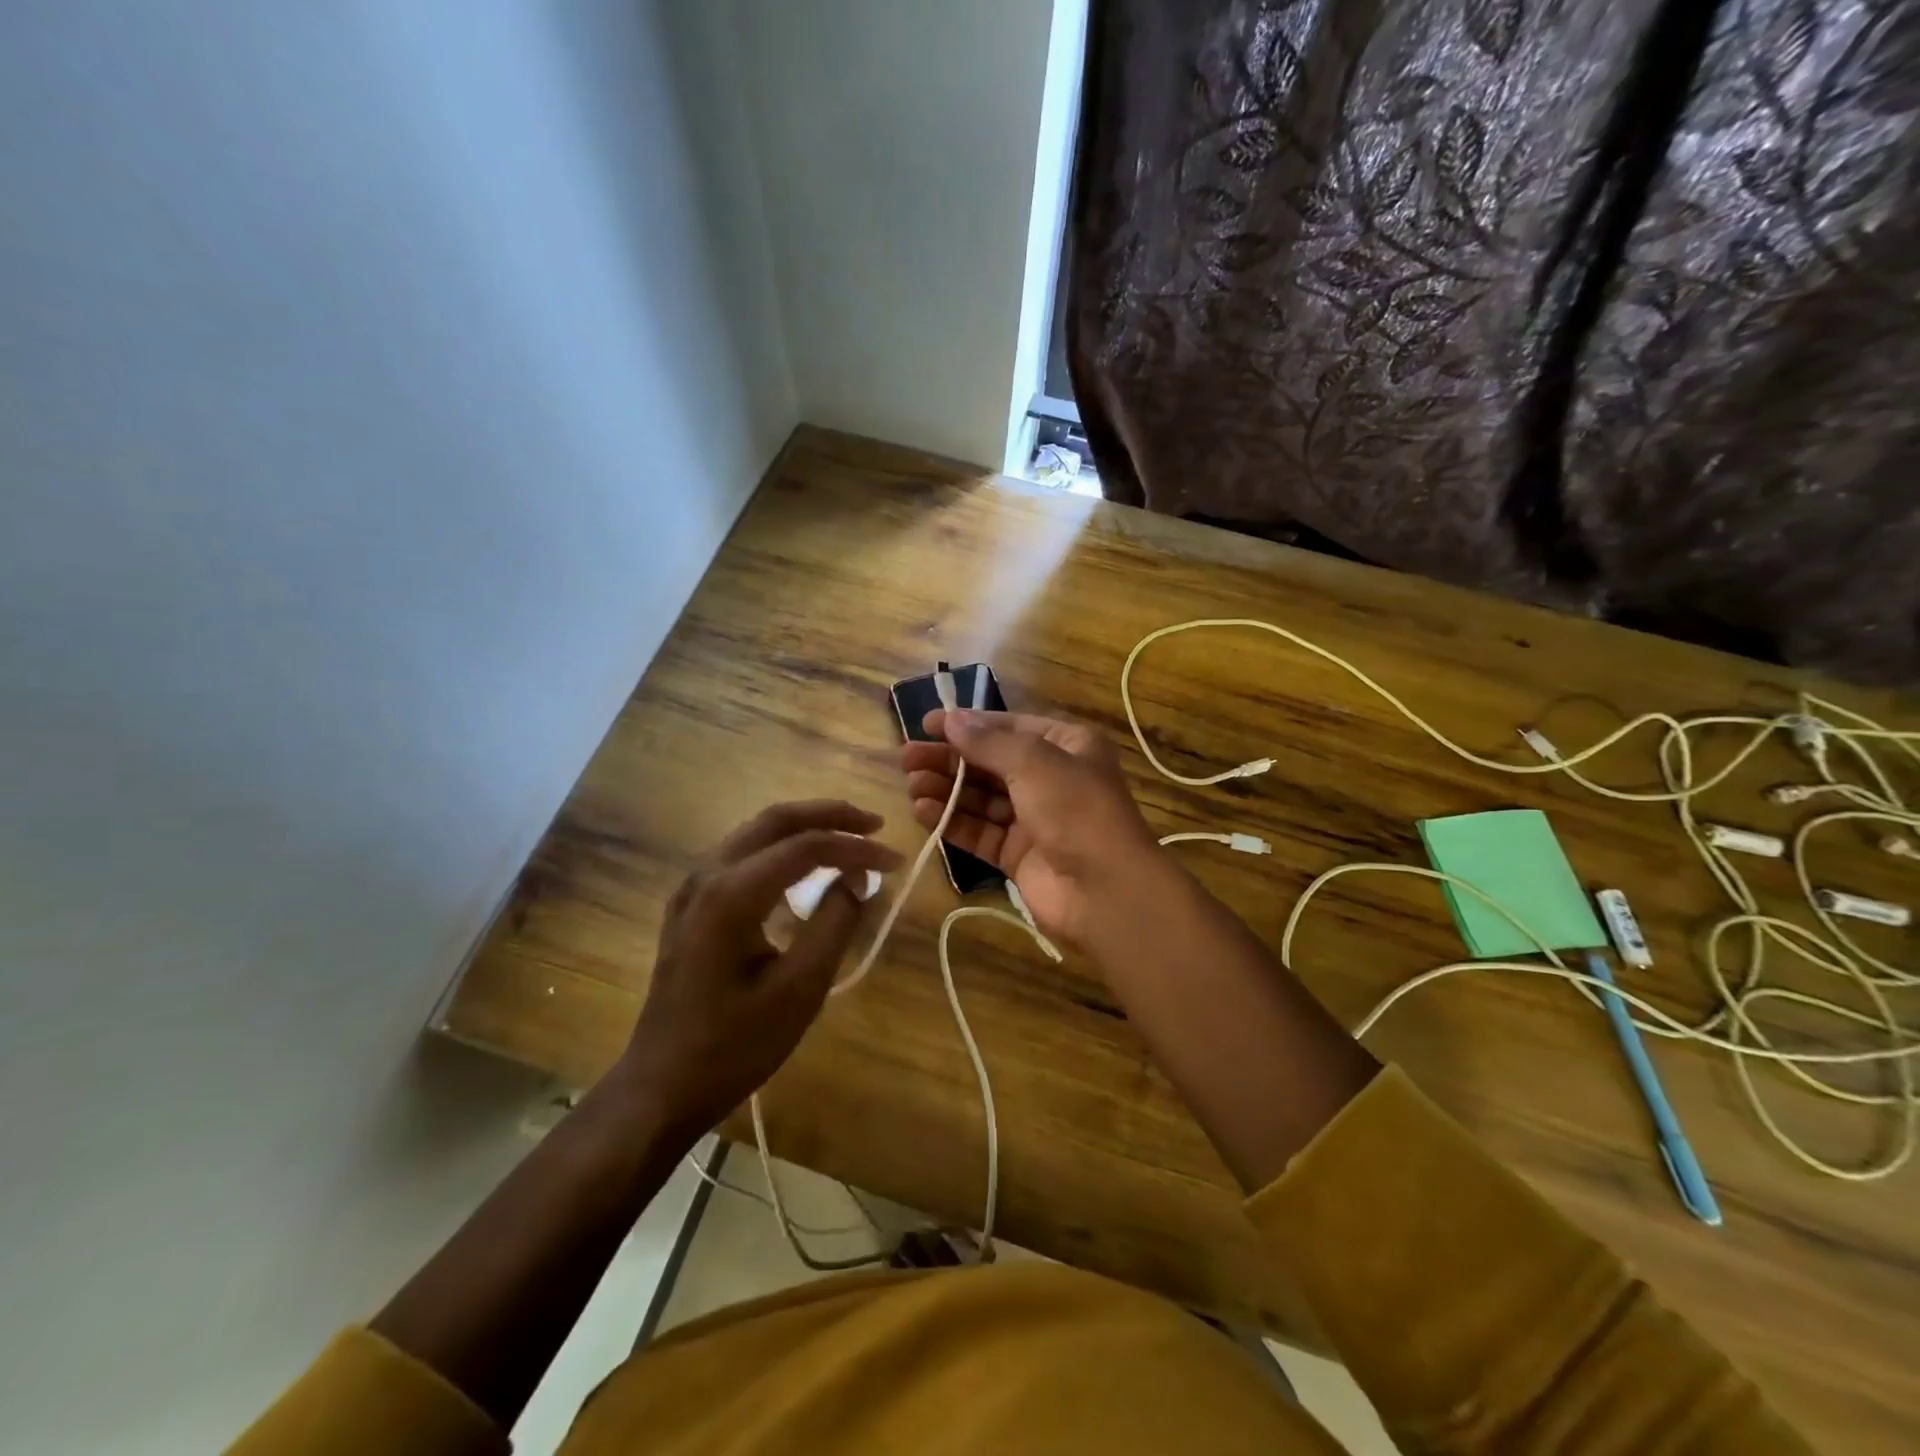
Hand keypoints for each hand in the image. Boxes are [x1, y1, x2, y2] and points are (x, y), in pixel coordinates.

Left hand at [614, 801, 901, 1134]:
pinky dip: (781, 847)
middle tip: (875, 826)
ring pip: (756, 831)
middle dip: (830, 815)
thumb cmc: (733, 1046)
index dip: (856, 847)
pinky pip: (742, 854)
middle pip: (775, 820)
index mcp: (732, 894)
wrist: (661, 1086)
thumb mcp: (799, 990)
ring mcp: (692, 888)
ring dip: (805, 827)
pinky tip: (805, 868)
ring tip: (849, 838)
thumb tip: (859, 880)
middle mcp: (707, 875)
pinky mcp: (691, 904)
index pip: (806, 847)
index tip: (896, 860)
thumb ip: (835, 924)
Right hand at [900, 709, 1163, 946]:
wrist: (1104, 890)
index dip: (968, 724)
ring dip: (946, 789)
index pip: (1009, 727)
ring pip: (981, 798)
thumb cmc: (1075, 809)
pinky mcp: (1017, 854)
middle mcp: (1051, 778)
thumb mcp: (1034, 761)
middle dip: (949, 759)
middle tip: (907, 757)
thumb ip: (989, 742)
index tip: (926, 724)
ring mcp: (1034, 819)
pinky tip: (923, 811)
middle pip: (990, 763)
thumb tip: (952, 720)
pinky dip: (952, 821)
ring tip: (911, 783)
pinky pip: (979, 831)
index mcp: (1067, 746)